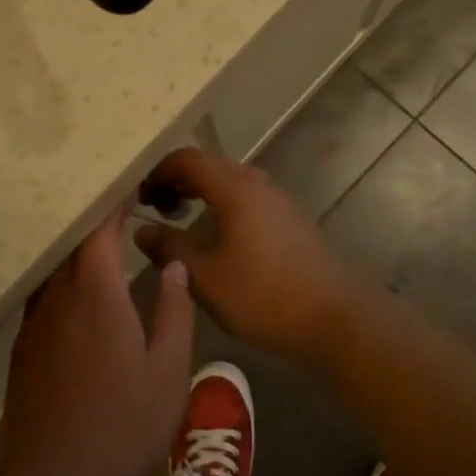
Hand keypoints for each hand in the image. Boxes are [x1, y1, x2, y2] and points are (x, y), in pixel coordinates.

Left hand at [0, 203, 194, 475]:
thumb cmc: (125, 428)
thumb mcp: (168, 371)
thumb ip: (174, 310)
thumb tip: (174, 265)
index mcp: (95, 293)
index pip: (98, 229)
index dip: (112, 204)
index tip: (130, 188)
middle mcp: (57, 298)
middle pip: (70, 244)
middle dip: (93, 223)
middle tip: (121, 211)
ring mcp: (33, 324)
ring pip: (53, 271)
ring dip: (74, 253)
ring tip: (101, 247)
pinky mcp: (22, 350)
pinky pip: (42, 298)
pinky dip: (61, 283)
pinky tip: (78, 296)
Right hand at [134, 147, 374, 362]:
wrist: (336, 317)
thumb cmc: (264, 296)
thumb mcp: (205, 277)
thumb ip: (169, 248)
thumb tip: (142, 231)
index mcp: (235, 188)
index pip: (187, 158)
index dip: (157, 172)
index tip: (140, 199)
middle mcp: (258, 183)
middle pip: (209, 165)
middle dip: (177, 180)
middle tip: (155, 209)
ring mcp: (278, 199)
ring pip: (229, 181)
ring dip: (200, 192)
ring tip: (180, 220)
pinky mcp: (290, 218)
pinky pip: (246, 197)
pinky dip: (222, 205)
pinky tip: (216, 237)